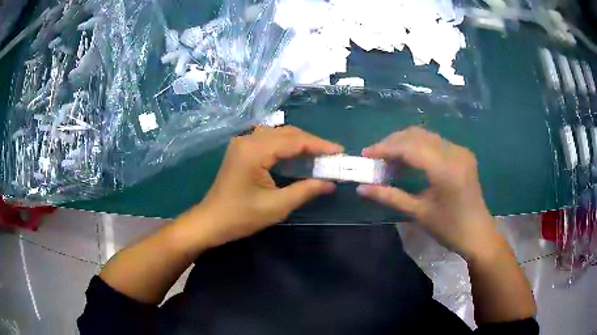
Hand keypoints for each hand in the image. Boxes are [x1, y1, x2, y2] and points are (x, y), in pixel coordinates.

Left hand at [181, 126, 342, 247]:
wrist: (211, 221)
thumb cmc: (241, 216)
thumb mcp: (277, 206)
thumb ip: (306, 191)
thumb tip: (330, 183)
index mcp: (254, 151)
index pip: (294, 140)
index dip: (319, 145)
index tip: (339, 151)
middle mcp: (248, 140)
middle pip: (286, 132)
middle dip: (311, 142)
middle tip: (331, 154)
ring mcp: (242, 143)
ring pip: (278, 134)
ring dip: (299, 141)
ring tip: (318, 154)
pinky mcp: (241, 150)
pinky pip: (269, 140)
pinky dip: (286, 145)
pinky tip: (296, 155)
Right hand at [357, 127, 495, 258]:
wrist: (478, 233)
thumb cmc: (449, 229)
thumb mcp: (419, 213)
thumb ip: (390, 197)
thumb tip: (361, 189)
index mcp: (445, 169)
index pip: (410, 147)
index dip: (385, 148)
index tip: (366, 154)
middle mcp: (454, 152)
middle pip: (417, 135)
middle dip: (392, 142)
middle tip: (375, 156)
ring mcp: (460, 150)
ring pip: (425, 135)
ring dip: (404, 142)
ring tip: (388, 157)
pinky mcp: (462, 153)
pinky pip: (435, 142)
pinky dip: (418, 146)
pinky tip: (408, 159)